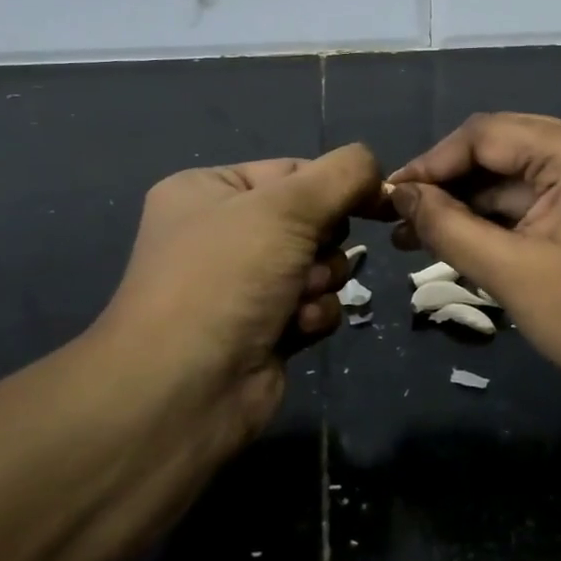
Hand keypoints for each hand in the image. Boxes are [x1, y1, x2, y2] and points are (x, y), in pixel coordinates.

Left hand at [86, 144, 383, 448]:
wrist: (184, 389)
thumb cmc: (228, 277)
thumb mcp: (287, 206)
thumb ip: (344, 174)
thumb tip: (376, 170)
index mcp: (209, 190)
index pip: (294, 170)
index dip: (333, 186)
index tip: (373, 200)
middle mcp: (223, 233)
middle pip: (312, 218)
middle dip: (323, 241)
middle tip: (309, 257)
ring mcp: (243, 284)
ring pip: (320, 264)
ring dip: (322, 280)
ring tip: (299, 299)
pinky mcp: (265, 328)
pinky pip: (315, 304)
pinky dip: (314, 314)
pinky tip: (296, 328)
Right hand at [388, 114, 560, 408]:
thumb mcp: (510, 273)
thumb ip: (447, 225)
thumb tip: (399, 194)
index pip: (490, 134)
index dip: (434, 162)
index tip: (389, 194)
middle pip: (507, 147)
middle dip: (451, 184)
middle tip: (399, 216)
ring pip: (523, 173)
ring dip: (475, 202)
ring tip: (416, 232)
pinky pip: (546, 192)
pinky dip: (507, 214)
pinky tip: (463, 235)